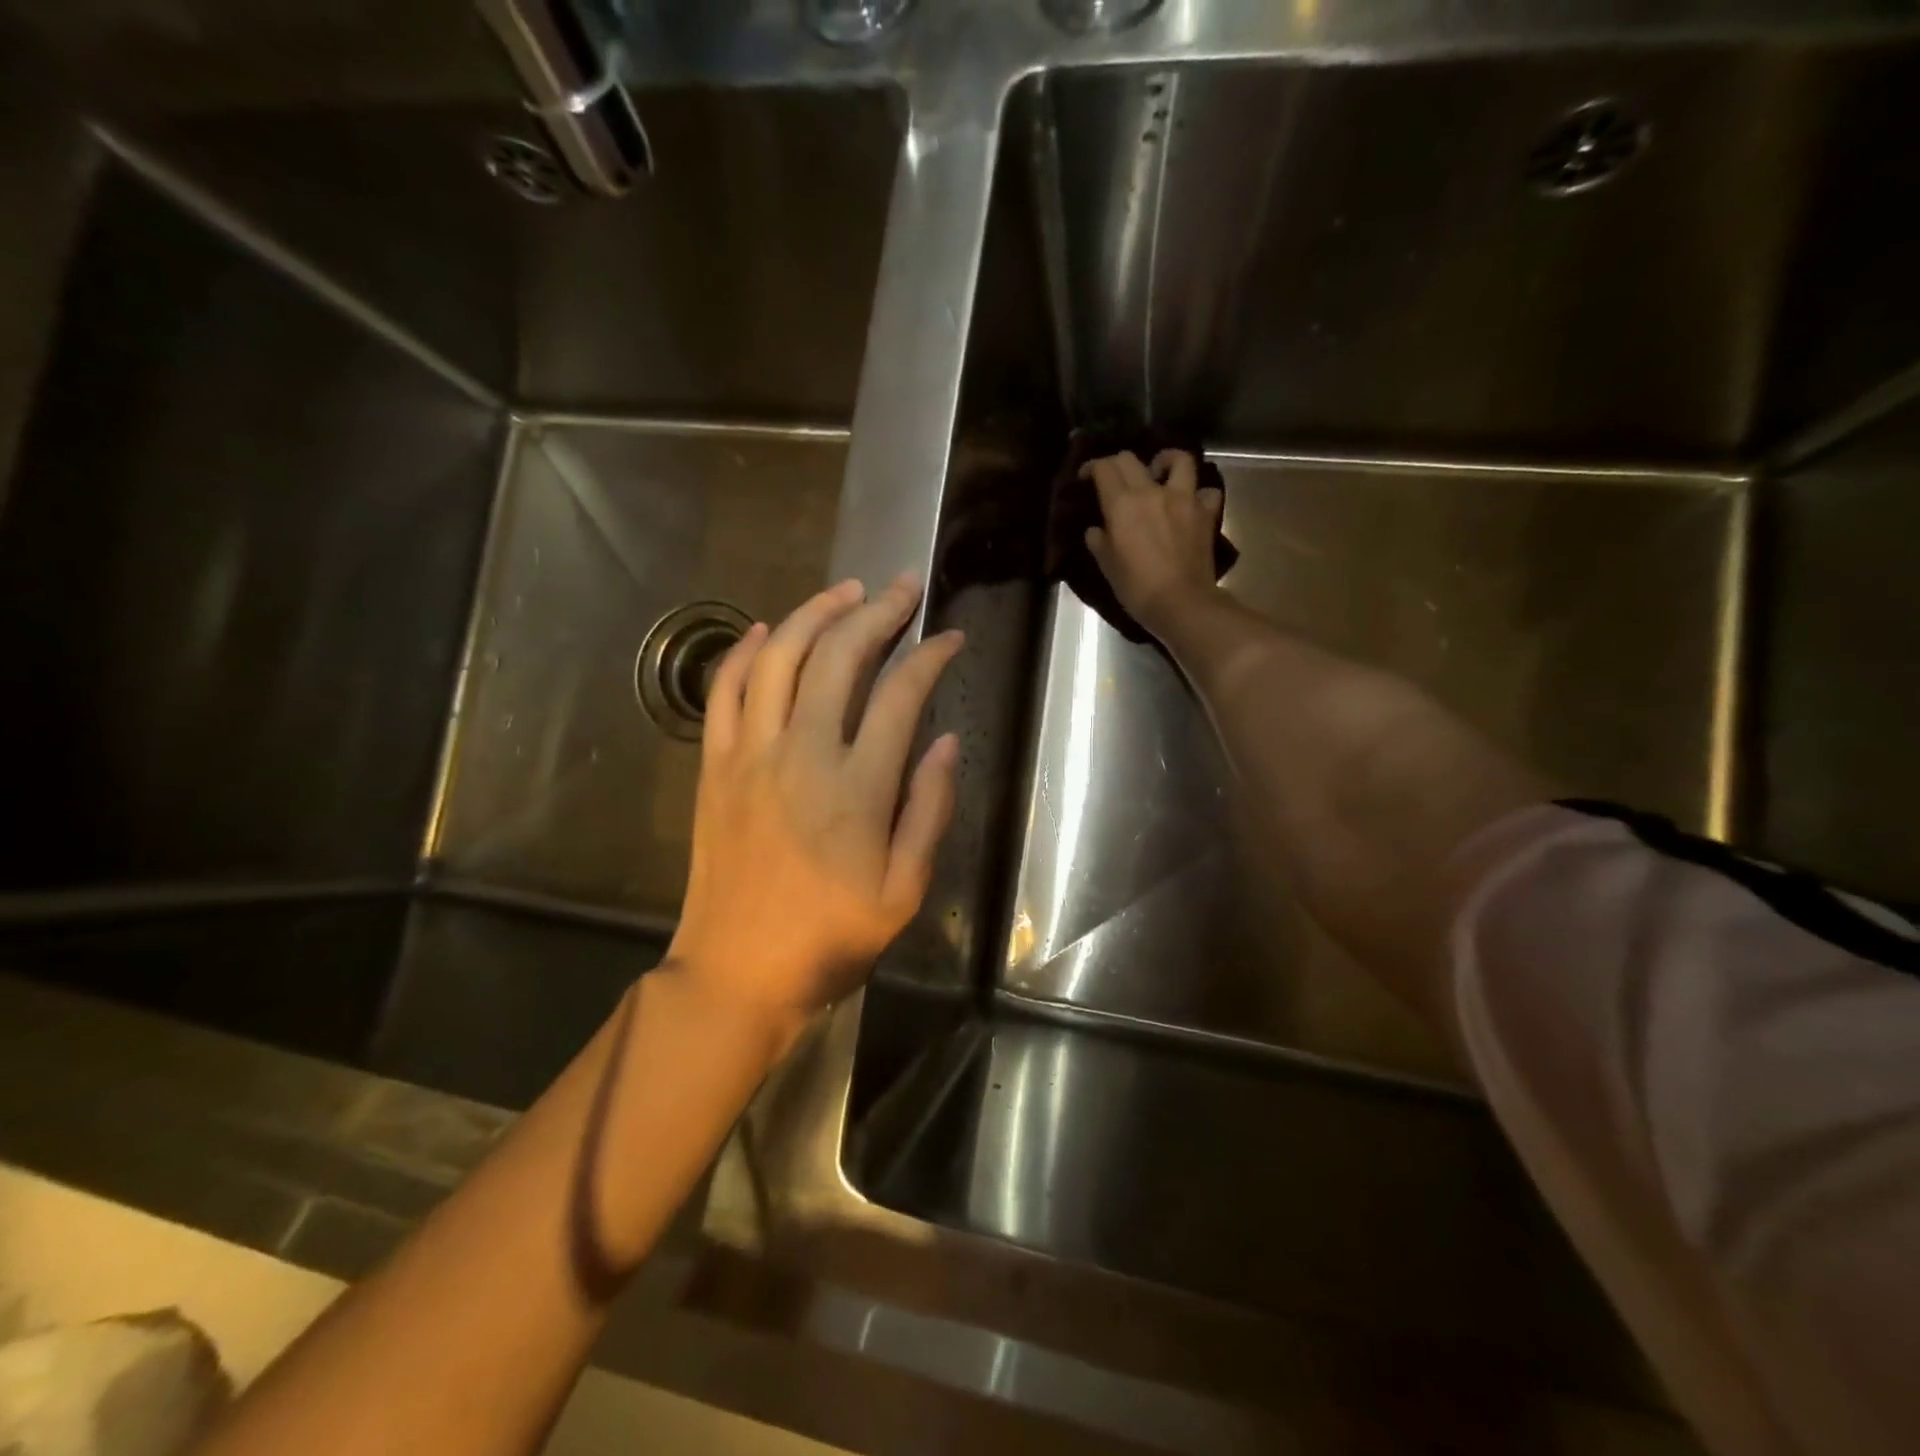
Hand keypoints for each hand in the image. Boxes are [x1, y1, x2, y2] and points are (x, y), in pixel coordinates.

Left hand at [664, 575, 963, 1047]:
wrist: (736, 971)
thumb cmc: (830, 938)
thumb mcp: (903, 890)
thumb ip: (928, 809)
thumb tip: (945, 741)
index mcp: (857, 787)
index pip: (901, 695)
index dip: (930, 657)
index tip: (950, 638)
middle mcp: (801, 753)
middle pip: (839, 657)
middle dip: (878, 612)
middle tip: (903, 586)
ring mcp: (750, 754)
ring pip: (779, 657)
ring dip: (814, 614)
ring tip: (846, 591)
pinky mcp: (714, 765)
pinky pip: (725, 690)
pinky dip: (744, 651)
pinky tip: (764, 629)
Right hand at [1082, 449, 1223, 637]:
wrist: (1180, 603)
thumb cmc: (1136, 587)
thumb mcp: (1107, 566)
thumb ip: (1099, 541)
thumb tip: (1097, 530)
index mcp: (1122, 504)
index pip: (1104, 468)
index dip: (1092, 467)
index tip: (1086, 477)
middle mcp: (1152, 492)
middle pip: (1132, 459)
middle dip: (1118, 464)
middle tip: (1115, 479)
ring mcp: (1184, 499)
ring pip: (1179, 459)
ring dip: (1166, 461)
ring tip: (1159, 474)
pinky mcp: (1206, 513)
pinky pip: (1206, 491)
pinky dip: (1199, 493)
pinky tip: (1190, 503)